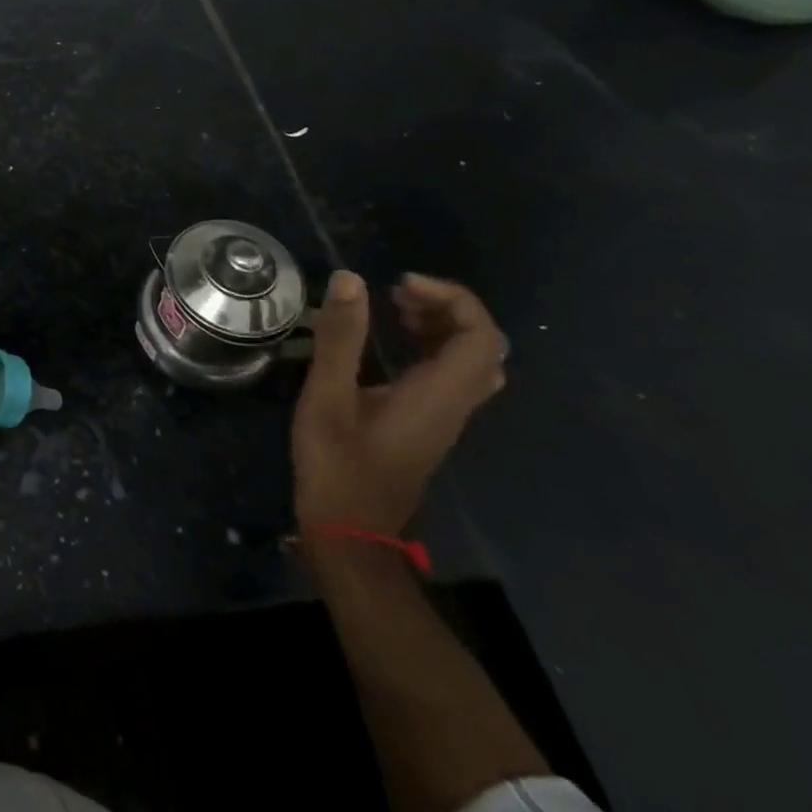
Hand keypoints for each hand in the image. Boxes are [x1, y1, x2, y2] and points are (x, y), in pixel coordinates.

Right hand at [292, 271, 507, 537]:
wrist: (349, 532)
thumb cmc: (337, 465)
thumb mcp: (328, 397)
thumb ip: (340, 338)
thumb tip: (350, 279)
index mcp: (439, 396)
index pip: (481, 338)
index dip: (452, 299)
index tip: (400, 285)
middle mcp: (454, 405)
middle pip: (483, 346)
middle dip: (446, 308)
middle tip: (395, 293)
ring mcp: (444, 417)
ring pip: (469, 361)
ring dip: (439, 325)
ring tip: (392, 307)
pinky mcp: (428, 424)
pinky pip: (449, 374)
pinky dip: (429, 346)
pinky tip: (390, 342)